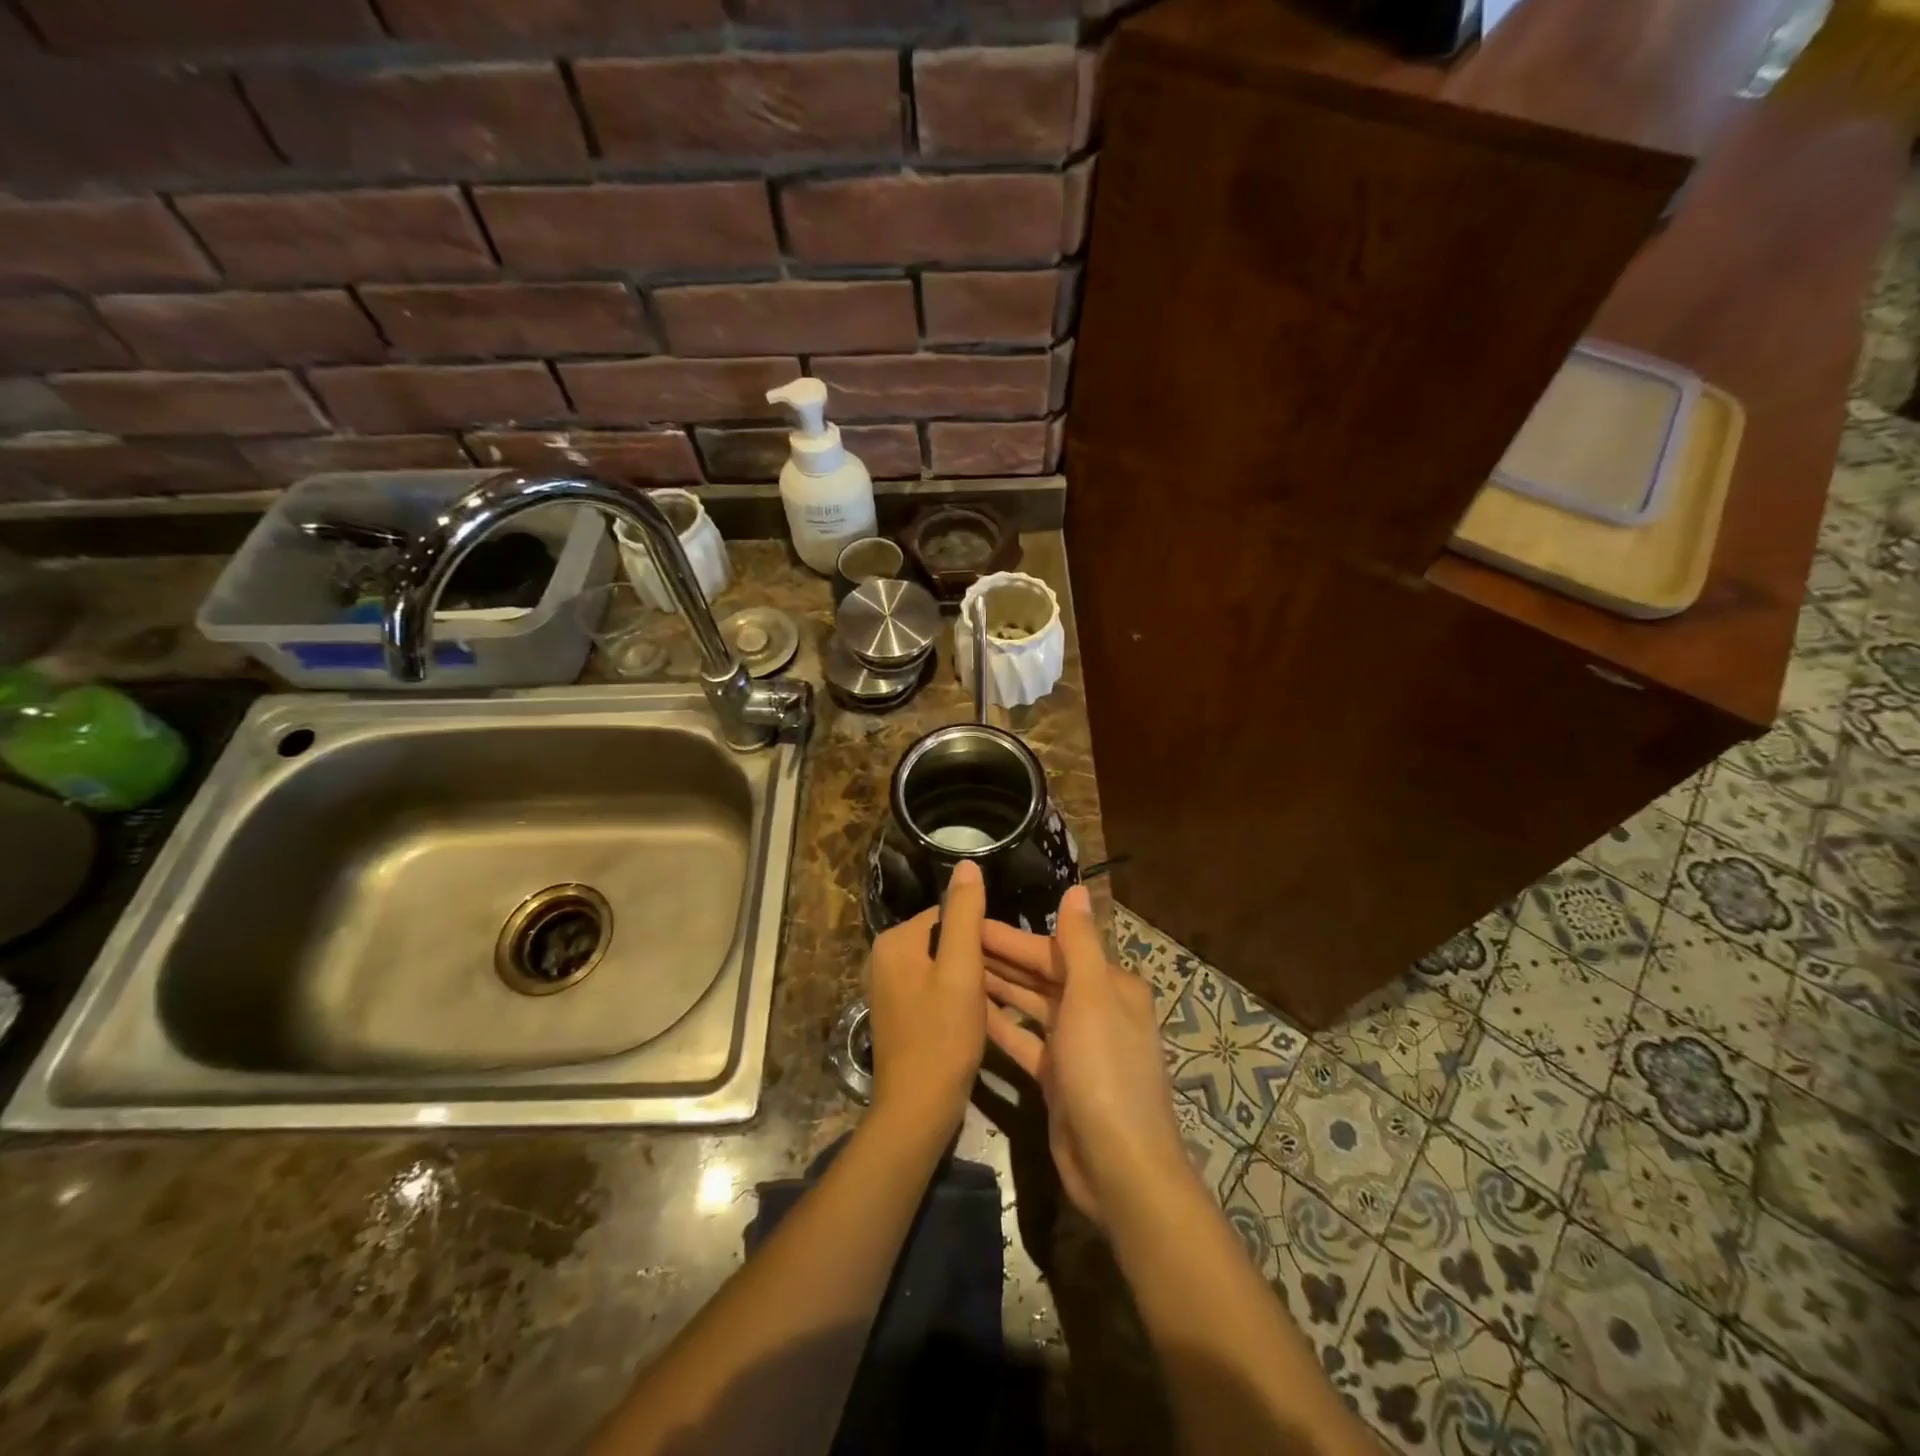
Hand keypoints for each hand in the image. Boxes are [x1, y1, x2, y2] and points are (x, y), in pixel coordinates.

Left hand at [864, 859, 988, 1133]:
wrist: (917, 1110)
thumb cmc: (943, 1036)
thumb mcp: (961, 969)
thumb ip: (964, 914)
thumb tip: (967, 863)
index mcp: (895, 941)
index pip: (948, 914)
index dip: (980, 934)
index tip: (1004, 958)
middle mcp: (884, 958)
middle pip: (943, 939)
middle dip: (974, 956)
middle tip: (1000, 983)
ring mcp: (888, 987)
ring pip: (941, 965)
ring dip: (968, 978)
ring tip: (993, 1001)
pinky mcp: (898, 1012)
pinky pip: (933, 988)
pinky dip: (954, 996)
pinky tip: (974, 1018)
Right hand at [982, 885, 1193, 1228]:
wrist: (1119, 1167)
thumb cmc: (1105, 1071)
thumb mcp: (1092, 997)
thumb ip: (1079, 943)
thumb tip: (1077, 888)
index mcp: (1109, 985)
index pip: (1055, 949)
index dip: (1011, 936)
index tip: (970, 921)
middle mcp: (1095, 1009)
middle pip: (1042, 975)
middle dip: (1001, 958)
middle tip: (952, 942)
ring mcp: (1076, 1046)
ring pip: (1031, 1006)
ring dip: (997, 988)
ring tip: (954, 969)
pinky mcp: (1058, 1078)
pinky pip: (1025, 1040)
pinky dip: (1001, 1026)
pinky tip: (969, 1013)